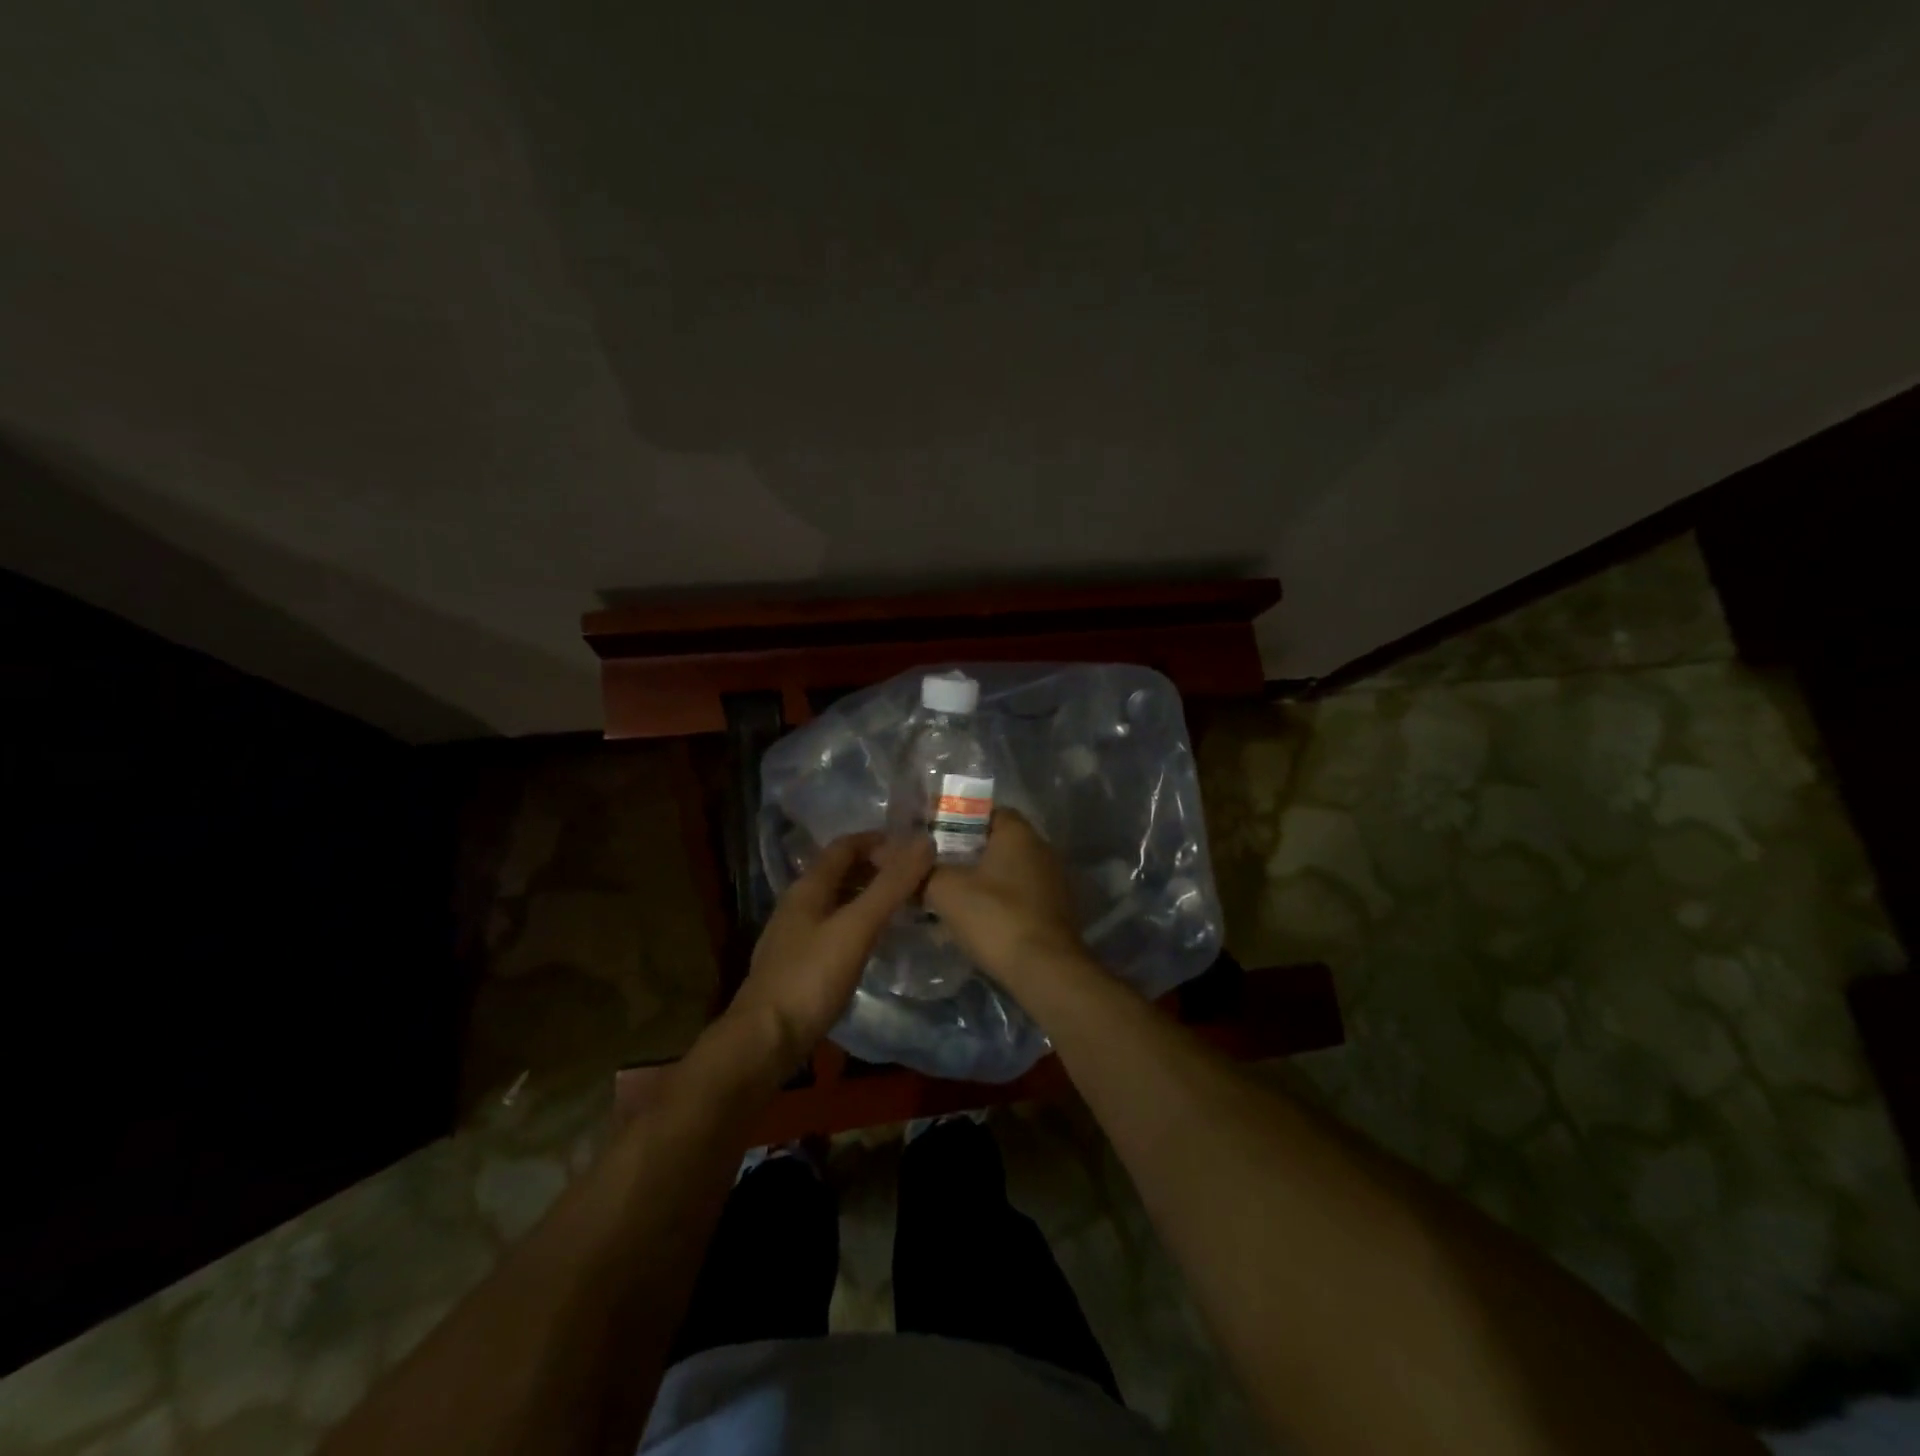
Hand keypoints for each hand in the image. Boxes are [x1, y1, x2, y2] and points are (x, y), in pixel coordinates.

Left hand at [727, 832, 933, 1072]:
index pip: (845, 846)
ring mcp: (796, 936)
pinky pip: (835, 929)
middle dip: (877, 868)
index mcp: (808, 887)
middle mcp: (798, 905)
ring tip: (906, 906)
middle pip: (841, 872)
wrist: (764, 1041)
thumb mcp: (856, 928)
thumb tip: (925, 841)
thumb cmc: (810, 978)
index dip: (879, 840)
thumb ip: (890, 886)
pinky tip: (877, 942)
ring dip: (870, 897)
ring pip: (838, 902)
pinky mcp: (799, 965)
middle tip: (917, 876)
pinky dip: (860, 924)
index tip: (915, 847)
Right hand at [923, 808, 1088, 993]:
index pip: (984, 811)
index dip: (954, 821)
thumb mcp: (947, 890)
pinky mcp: (1054, 911)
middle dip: (963, 855)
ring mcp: (1052, 881)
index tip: (929, 839)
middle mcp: (1041, 849)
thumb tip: (900, 860)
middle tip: (931, 870)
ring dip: (978, 883)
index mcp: (1019, 832)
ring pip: (1005, 872)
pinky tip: (972, 922)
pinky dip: (995, 904)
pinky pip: (1017, 897)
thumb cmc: (996, 918)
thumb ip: (923, 871)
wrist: (1046, 971)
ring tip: (945, 899)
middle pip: (994, 843)